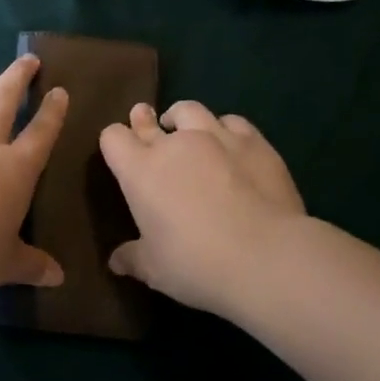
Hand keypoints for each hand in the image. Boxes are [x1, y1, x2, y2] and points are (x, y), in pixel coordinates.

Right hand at [99, 100, 307, 316]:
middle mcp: (174, 144)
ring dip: (183, 118)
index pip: (113, 137)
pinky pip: (232, 122)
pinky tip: (231, 143)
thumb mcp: (156, 270)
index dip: (115, 143)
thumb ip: (133, 258)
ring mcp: (215, 136)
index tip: (121, 154)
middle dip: (144, 121)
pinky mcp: (252, 141)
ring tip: (186, 128)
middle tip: (146, 121)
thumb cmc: (197, 264)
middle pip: (149, 119)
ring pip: (190, 110)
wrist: (266, 257)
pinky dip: (226, 129)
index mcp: (141, 171)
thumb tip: (115, 261)